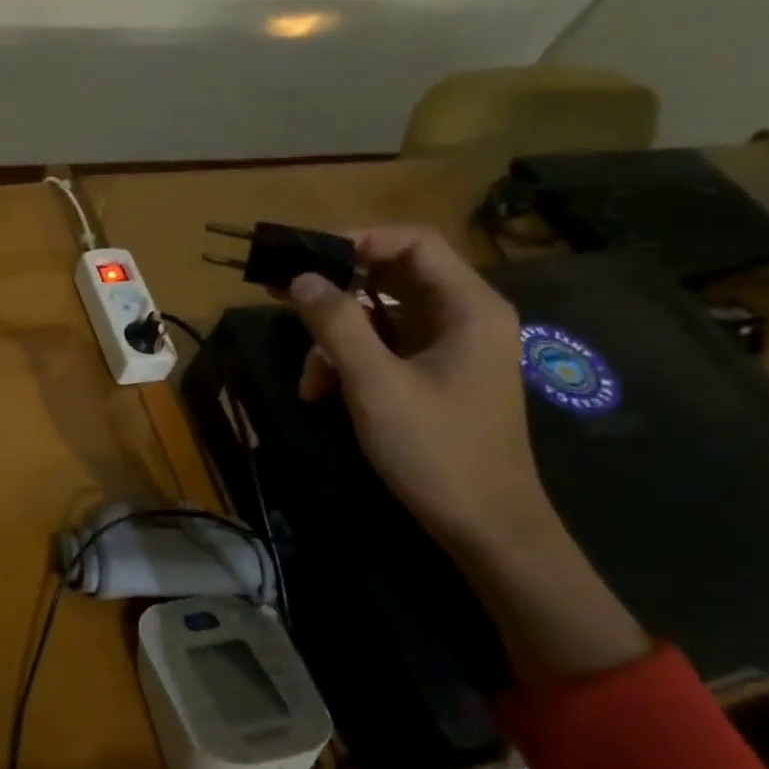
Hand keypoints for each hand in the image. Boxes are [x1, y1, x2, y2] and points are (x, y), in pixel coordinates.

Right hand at [285, 227, 553, 560]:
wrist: (486, 530)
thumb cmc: (438, 451)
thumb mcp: (376, 385)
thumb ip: (337, 324)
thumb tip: (300, 278)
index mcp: (469, 308)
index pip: (414, 242)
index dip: (358, 239)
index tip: (306, 255)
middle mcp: (463, 317)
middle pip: (392, 276)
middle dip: (336, 289)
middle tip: (282, 291)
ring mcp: (449, 348)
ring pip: (380, 316)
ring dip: (336, 338)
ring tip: (309, 378)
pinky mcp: (433, 375)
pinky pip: (383, 347)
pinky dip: (349, 361)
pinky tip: (323, 392)